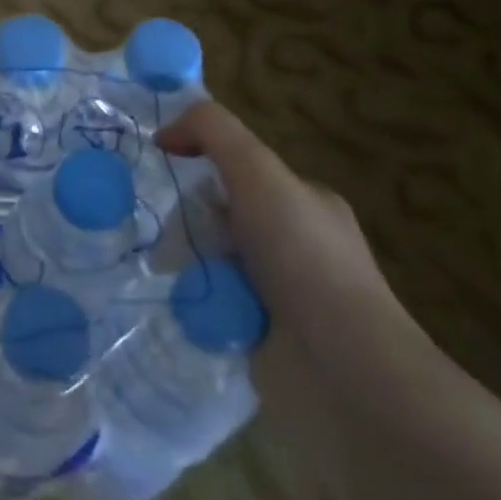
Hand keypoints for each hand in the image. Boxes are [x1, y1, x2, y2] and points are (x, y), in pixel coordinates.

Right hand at [155, 100, 417, 356]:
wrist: (343, 367)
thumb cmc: (303, 257)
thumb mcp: (259, 172)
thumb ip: (214, 132)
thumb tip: (166, 132)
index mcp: (307, 203)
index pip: (243, 170)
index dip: (202, 160)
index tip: (163, 165)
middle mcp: (297, 244)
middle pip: (221, 215)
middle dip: (189, 219)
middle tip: (158, 227)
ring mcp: (282, 294)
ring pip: (212, 260)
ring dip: (185, 262)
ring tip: (157, 267)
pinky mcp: (265, 336)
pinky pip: (212, 304)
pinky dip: (192, 301)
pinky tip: (173, 301)